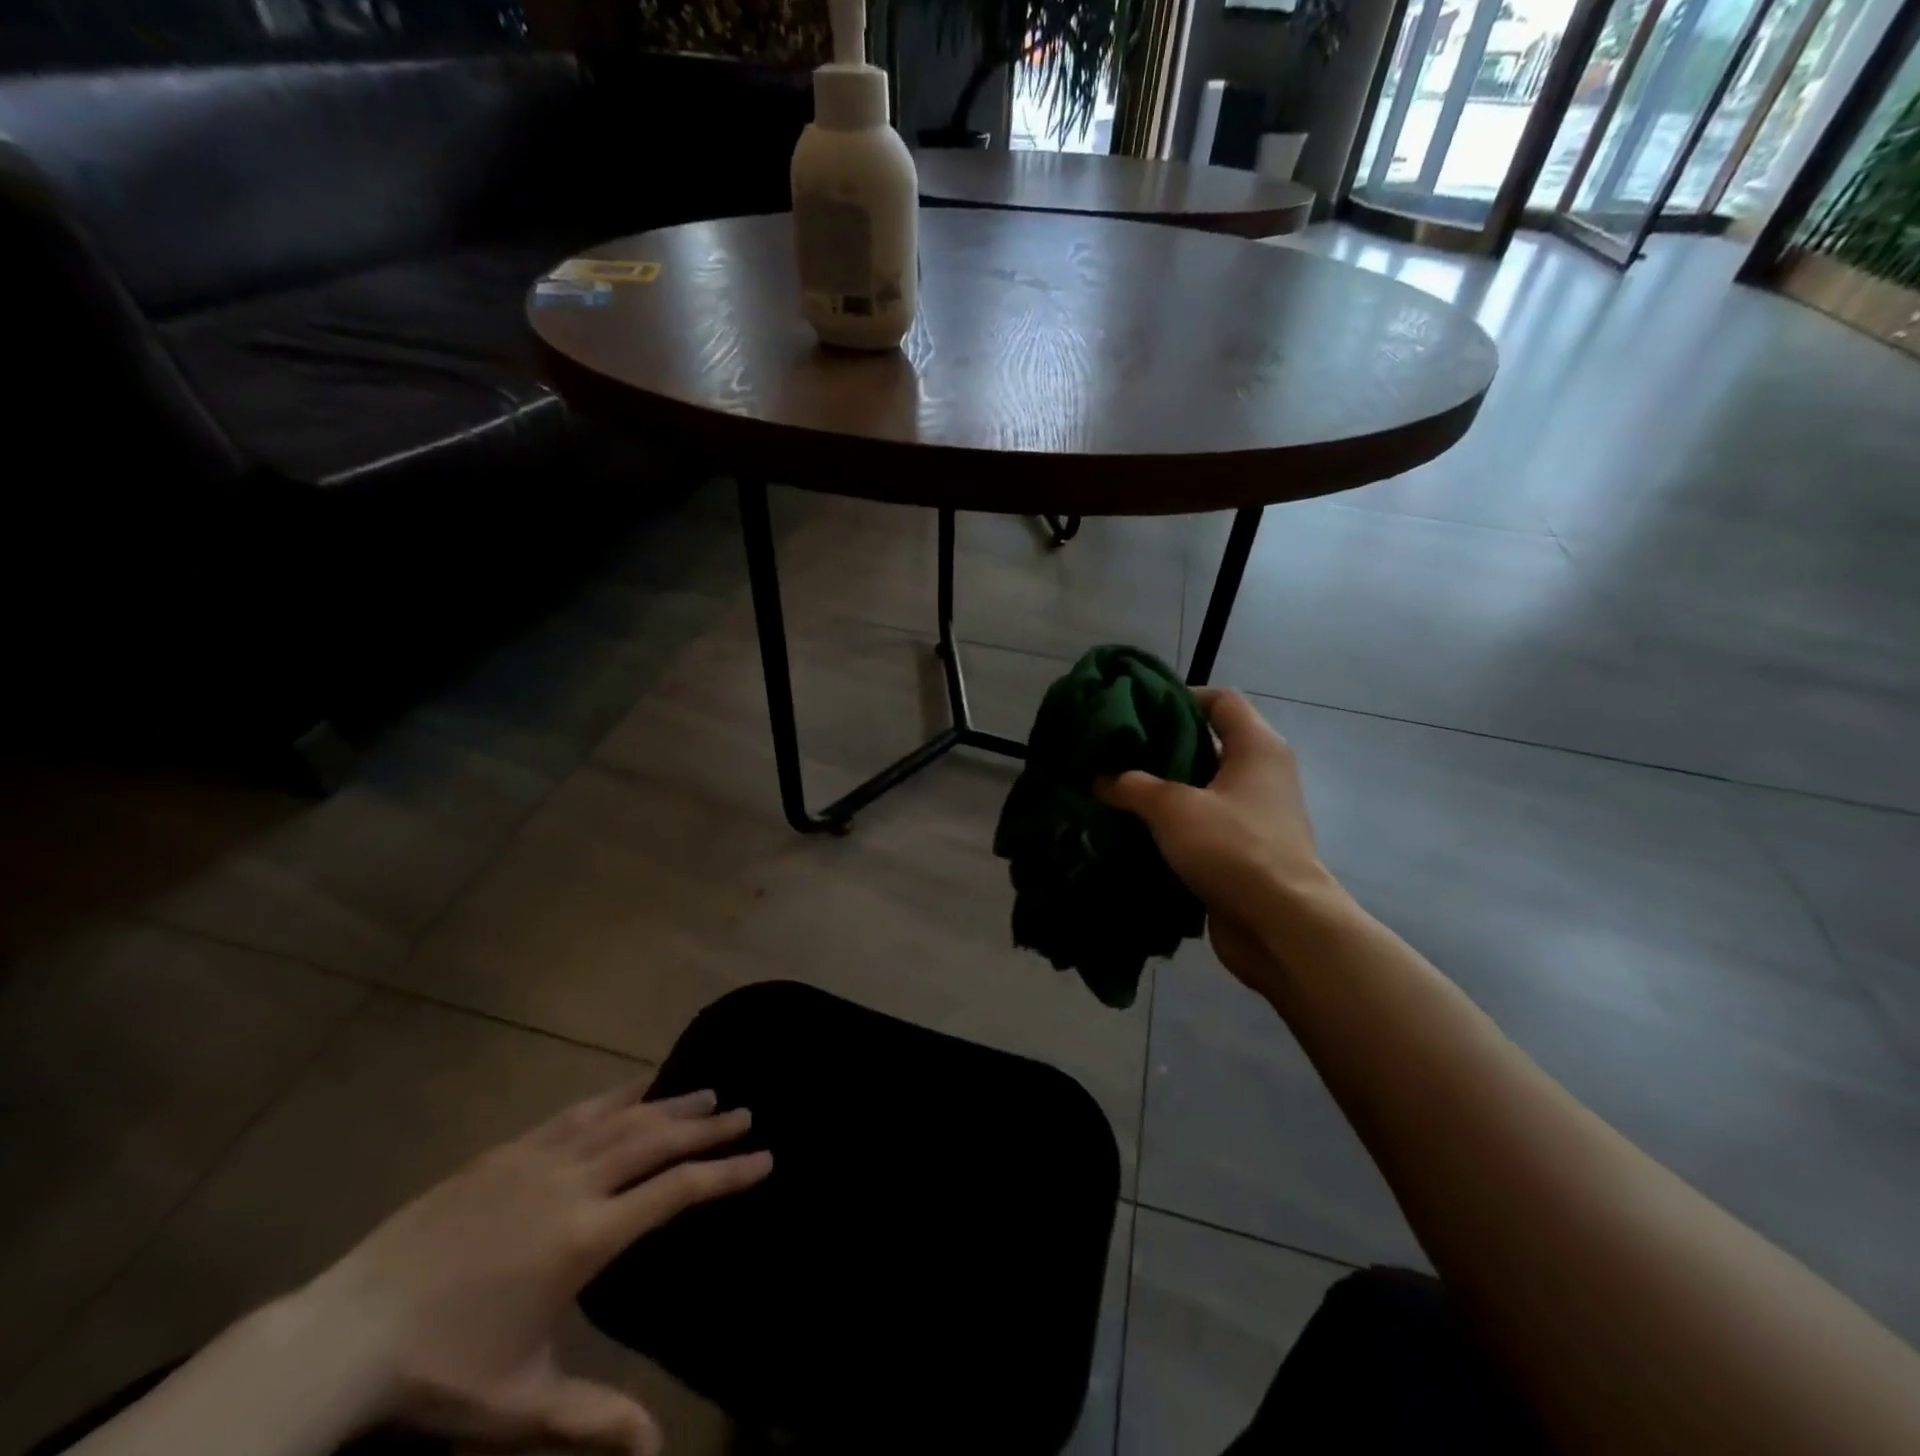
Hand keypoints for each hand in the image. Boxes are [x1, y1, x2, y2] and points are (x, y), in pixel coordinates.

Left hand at [295, 1086, 770, 1453]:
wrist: (348, 1331)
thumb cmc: (443, 1370)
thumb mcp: (522, 1403)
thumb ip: (594, 1419)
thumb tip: (658, 1447)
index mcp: (587, 1237)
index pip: (676, 1191)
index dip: (725, 1173)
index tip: (763, 1158)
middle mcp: (574, 1183)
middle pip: (657, 1140)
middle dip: (707, 1127)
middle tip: (745, 1113)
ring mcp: (540, 1159)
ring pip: (622, 1117)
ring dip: (669, 1104)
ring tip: (705, 1093)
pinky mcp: (508, 1150)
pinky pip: (576, 1112)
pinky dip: (615, 1096)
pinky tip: (632, 1088)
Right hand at [1099, 689, 1345, 994]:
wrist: (1280, 925)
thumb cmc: (1233, 847)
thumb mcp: (1173, 808)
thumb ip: (1132, 786)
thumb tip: (1100, 778)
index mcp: (1256, 747)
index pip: (1221, 700)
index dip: (1181, 696)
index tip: (1138, 709)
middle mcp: (1262, 774)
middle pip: (1209, 744)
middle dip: (1162, 748)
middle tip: (1117, 753)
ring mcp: (1256, 816)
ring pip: (1203, 789)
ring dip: (1165, 791)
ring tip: (1117, 791)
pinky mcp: (1246, 852)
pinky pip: (1204, 827)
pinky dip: (1174, 827)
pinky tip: (1136, 831)